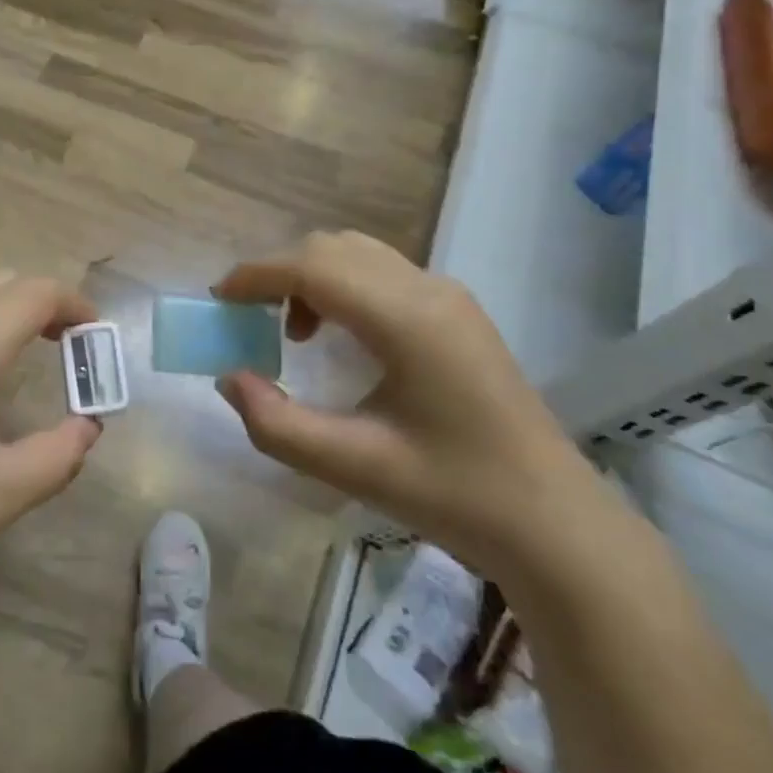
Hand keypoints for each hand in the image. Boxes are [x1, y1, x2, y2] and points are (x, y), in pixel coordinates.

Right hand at [213, 232, 614, 577]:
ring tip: (293, 333)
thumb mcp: (352, 467)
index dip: (256, 275)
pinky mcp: (456, 311)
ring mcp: (448, 295)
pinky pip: (382, 272)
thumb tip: (229, 379)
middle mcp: (427, 289)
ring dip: (312, 276)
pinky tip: (339, 338)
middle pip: (332, 248)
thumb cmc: (454, 495)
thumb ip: (277, 424)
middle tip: (248, 320)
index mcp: (406, 318)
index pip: (312, 266)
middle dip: (279, 273)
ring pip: (358, 253)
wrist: (555, 524)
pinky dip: (342, 285)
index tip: (218, 300)